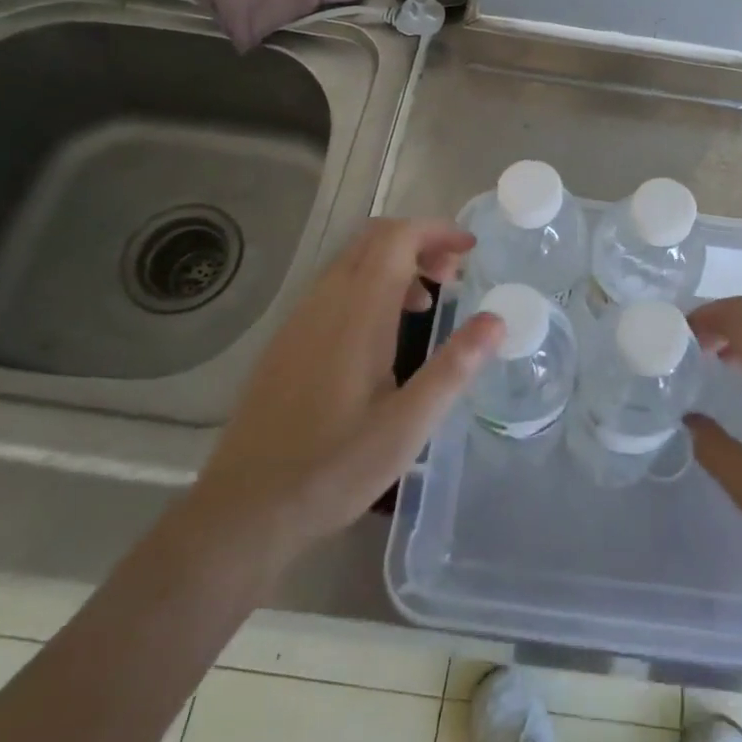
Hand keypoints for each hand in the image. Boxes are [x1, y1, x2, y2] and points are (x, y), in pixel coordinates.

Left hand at [192, 218, 502, 557]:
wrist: (244, 509)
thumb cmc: (334, 469)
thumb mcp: (408, 426)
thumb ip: (454, 367)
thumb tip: (497, 320)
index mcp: (357, 312)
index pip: (398, 238)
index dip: (437, 231)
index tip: (471, 251)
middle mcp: (325, 301)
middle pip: (374, 238)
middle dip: (420, 242)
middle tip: (455, 276)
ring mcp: (300, 318)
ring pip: (352, 260)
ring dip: (395, 263)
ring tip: (426, 305)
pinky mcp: (287, 340)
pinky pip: (334, 286)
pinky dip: (369, 284)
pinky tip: (382, 334)